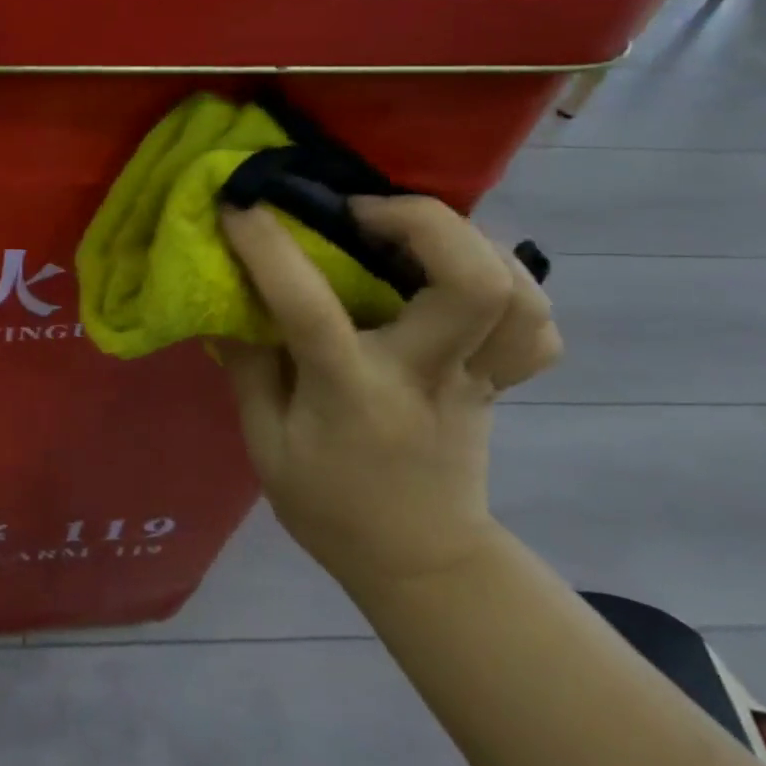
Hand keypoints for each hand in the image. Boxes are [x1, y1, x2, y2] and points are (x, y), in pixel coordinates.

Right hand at [218, 197, 560, 594]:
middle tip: (361, 211)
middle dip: (419, 221)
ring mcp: (475, 377)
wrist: (420, 562)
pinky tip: (462, 271)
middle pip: (469, 283)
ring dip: (469, 241)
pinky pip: (535, 323)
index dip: (269, 247)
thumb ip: (248, 368)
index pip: (310, 309)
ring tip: (413, 231)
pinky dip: (509, 281)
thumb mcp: (265, 446)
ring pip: (518, 293)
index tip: (240, 204)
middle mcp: (425, 376)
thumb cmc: (329, 506)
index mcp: (352, 394)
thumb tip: (229, 299)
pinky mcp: (499, 381)